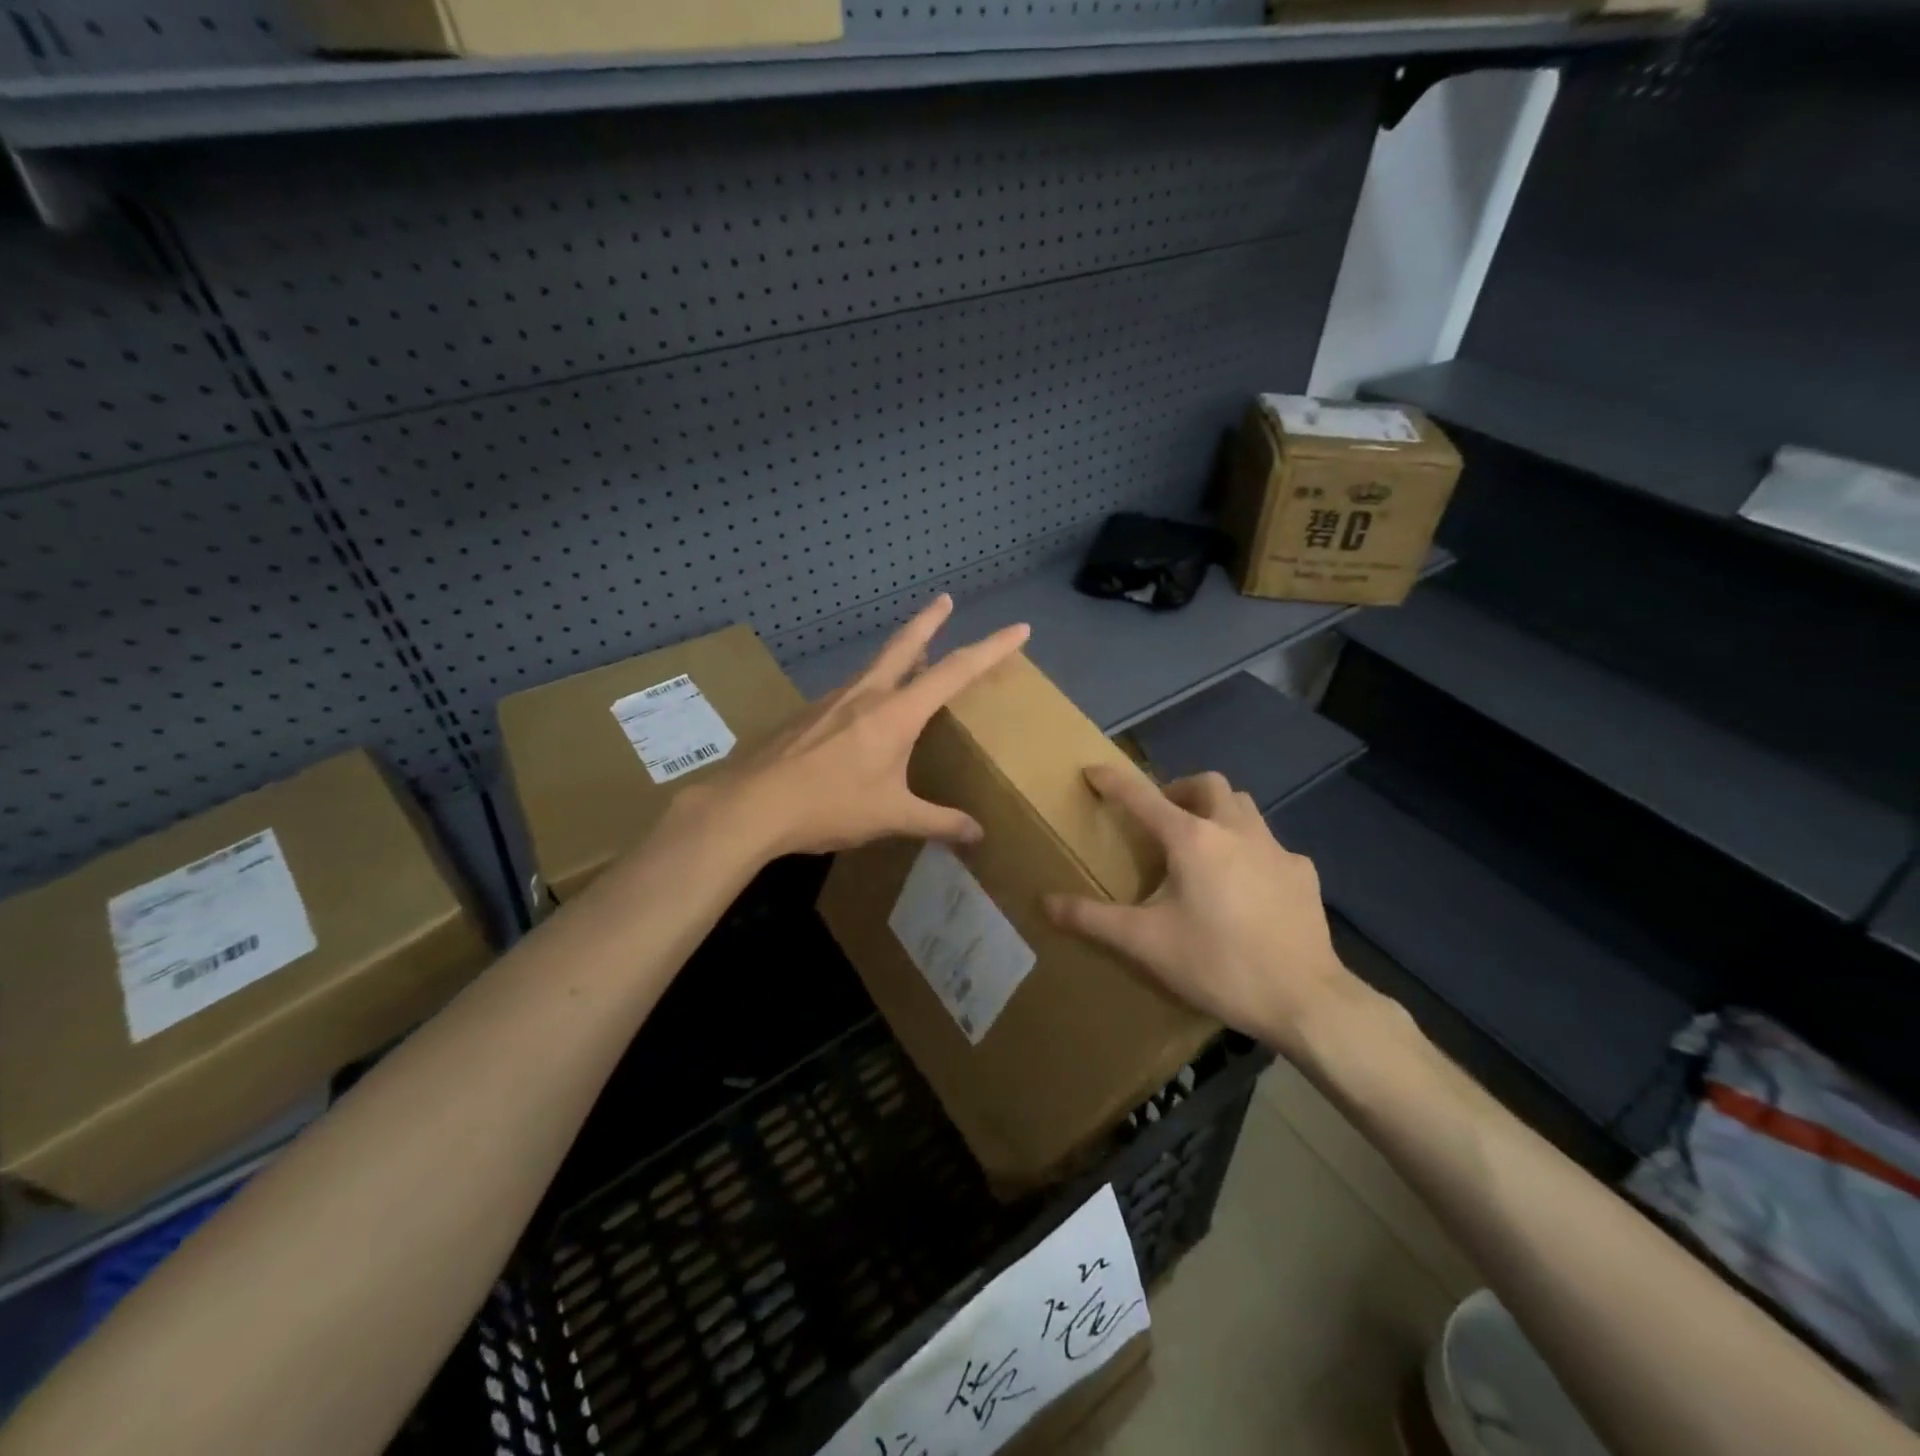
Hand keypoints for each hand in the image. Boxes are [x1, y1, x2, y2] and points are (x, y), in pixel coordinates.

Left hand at [719, 595, 1029, 856]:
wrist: (752, 804)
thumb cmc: (830, 806)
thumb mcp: (891, 816)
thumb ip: (937, 822)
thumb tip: (977, 834)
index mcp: (896, 713)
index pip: (955, 671)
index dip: (991, 649)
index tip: (1018, 629)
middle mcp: (866, 695)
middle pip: (904, 645)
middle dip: (929, 621)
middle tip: (945, 600)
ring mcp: (832, 701)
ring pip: (874, 666)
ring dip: (898, 654)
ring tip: (911, 659)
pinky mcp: (808, 714)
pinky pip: (849, 692)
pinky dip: (870, 687)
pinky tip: (862, 712)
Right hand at [1044, 765, 1361, 1057]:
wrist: (1305, 1000)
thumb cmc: (1218, 964)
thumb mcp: (1146, 944)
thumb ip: (1093, 919)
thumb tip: (1045, 902)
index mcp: (1192, 839)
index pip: (1142, 797)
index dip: (1114, 781)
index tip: (1093, 769)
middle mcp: (1235, 830)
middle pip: (1207, 784)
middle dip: (1180, 790)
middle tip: (1163, 817)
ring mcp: (1275, 848)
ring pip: (1243, 807)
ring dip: (1217, 812)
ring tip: (1203, 846)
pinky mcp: (1302, 873)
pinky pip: (1270, 845)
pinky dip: (1250, 850)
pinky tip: (1247, 886)